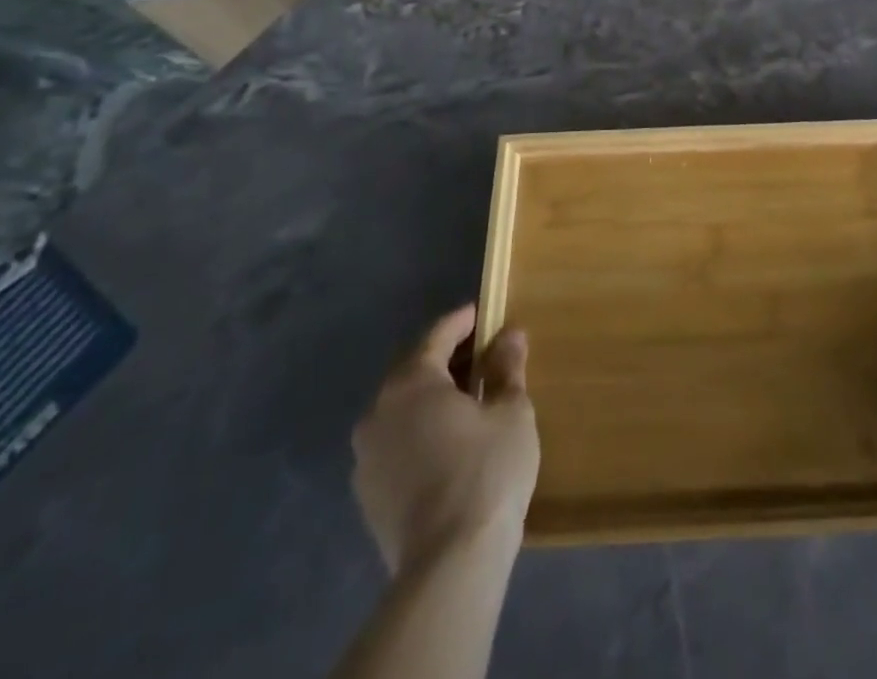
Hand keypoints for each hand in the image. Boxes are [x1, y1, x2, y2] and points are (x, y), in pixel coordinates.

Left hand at [350, 304, 539, 573]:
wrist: (449, 565)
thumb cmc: (486, 471)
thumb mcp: (510, 411)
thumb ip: (507, 369)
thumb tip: (510, 335)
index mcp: (412, 382)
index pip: (437, 336)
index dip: (463, 321)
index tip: (484, 312)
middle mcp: (378, 412)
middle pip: (414, 370)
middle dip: (447, 359)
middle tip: (483, 355)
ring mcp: (366, 457)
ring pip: (401, 409)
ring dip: (431, 398)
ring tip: (467, 400)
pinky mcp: (368, 495)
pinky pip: (396, 443)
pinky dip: (420, 431)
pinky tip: (448, 443)